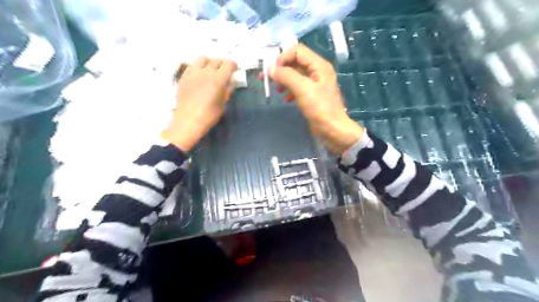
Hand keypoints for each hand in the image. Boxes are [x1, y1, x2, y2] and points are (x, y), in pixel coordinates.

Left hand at [160, 56, 236, 151]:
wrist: (188, 121)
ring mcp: (193, 73)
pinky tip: (199, 74)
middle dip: (223, 64)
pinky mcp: (184, 76)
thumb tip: (230, 84)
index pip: (228, 64)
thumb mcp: (222, 105)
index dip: (233, 66)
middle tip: (224, 71)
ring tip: (211, 70)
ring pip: (203, 59)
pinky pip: (192, 65)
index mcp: (218, 80)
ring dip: (210, 62)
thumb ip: (227, 92)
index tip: (234, 70)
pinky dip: (198, 66)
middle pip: (217, 60)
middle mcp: (206, 72)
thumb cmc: (208, 116)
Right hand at [269, 44, 361, 153]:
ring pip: (295, 75)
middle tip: (267, 79)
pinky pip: (298, 87)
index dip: (283, 58)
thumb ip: (286, 76)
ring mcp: (315, 83)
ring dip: (284, 80)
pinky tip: (285, 99)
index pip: (297, 50)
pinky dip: (289, 90)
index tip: (273, 71)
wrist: (332, 130)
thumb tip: (271, 69)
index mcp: (319, 65)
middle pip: (295, 62)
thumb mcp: (303, 89)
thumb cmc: (320, 109)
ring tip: (276, 90)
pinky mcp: (312, 95)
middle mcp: (317, 71)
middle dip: (281, 69)